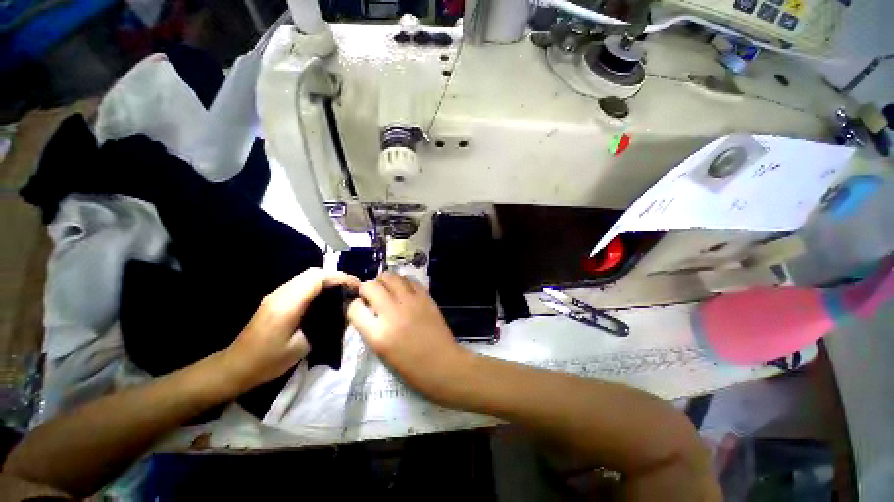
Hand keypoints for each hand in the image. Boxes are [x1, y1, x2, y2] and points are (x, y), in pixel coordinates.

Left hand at [222, 267, 359, 392]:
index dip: (340, 278)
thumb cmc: (268, 361)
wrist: (235, 367)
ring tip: (344, 291)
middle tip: (353, 288)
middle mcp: (281, 294)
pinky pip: (301, 284)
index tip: (357, 286)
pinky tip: (327, 297)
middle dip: (336, 276)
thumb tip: (343, 312)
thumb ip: (324, 326)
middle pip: (313, 272)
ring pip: (307, 276)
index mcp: (287, 304)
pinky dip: (318, 285)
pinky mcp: (276, 299)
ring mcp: (276, 294)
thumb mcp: (302, 347)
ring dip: (328, 280)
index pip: (317, 278)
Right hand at [347, 272, 469, 401]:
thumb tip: (367, 308)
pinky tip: (405, 291)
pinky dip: (403, 283)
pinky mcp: (425, 297)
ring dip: (385, 281)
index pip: (354, 308)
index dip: (355, 306)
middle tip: (373, 296)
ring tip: (388, 289)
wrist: (442, 364)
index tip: (361, 308)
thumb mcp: (382, 352)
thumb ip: (371, 328)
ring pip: (390, 276)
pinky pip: (409, 280)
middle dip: (367, 288)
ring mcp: (411, 302)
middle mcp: (392, 313)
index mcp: (378, 334)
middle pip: (371, 286)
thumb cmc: (411, 367)